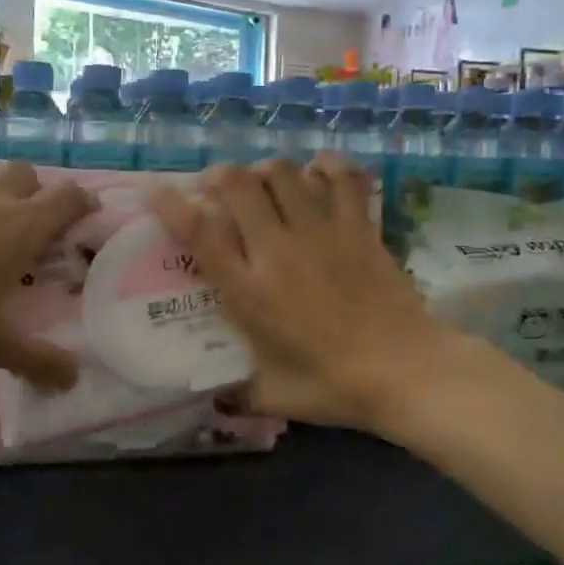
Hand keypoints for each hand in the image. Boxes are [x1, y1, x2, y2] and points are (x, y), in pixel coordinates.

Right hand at [149, 155, 459, 432]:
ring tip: (263, 184)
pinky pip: (342, 178)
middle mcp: (279, 251)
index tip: (158, 192)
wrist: (406, 372)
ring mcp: (322, 233)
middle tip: (216, 189)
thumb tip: (216, 397)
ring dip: (265, 171)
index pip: (200, 233)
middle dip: (218, 176)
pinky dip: (327, 167)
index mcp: (250, 292)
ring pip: (284, 173)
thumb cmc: (335, 386)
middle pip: (238, 185)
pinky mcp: (358, 227)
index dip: (171, 205)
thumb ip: (238, 393)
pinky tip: (318, 173)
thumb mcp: (274, 396)